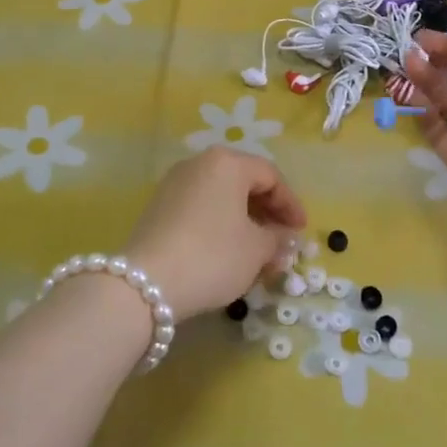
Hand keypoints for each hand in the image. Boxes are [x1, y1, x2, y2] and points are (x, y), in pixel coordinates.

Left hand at [122, 148, 306, 319]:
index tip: (300, 232)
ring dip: (244, 221)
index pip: (270, 176)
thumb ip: (277, 239)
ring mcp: (175, 184)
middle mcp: (199, 163)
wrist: (146, 283)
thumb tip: (284, 238)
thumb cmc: (213, 256)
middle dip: (267, 213)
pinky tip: (228, 253)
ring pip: (221, 197)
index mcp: (228, 163)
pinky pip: (201, 208)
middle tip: (281, 241)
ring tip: (258, 252)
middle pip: (244, 182)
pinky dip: (220, 225)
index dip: (291, 204)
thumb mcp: (256, 250)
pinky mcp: (159, 207)